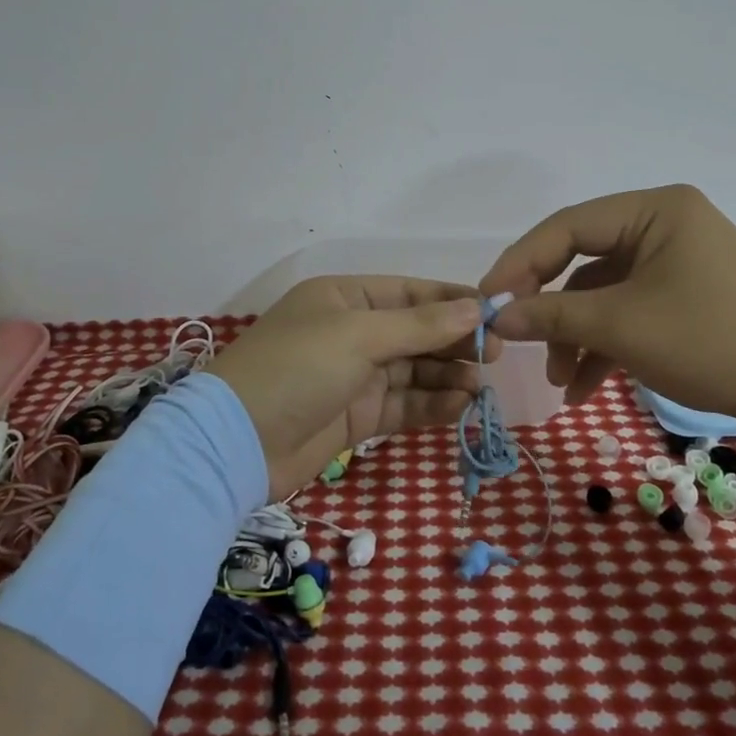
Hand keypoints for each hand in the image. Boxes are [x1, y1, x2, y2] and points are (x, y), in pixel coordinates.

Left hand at [207, 276, 497, 497]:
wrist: (238, 443)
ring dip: (448, 376)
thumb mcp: (359, 336)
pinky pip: (404, 404)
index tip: (495, 312)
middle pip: (416, 332)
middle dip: (455, 342)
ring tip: (481, 385)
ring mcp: (354, 376)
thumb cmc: (297, 369)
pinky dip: (432, 405)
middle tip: (497, 354)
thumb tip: (476, 307)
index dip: (452, 300)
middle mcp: (352, 332)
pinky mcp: (357, 416)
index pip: (409, 292)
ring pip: (414, 370)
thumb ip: (420, 325)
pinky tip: (461, 407)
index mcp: (345, 299)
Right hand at [479, 184, 735, 428]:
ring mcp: (674, 261)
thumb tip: (494, 318)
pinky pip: (628, 310)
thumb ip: (551, 315)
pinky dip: (604, 344)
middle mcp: (663, 225)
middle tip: (514, 337)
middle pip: (582, 260)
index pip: (568, 226)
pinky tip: (583, 387)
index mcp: (654, 210)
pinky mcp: (682, 295)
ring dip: (576, 336)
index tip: (487, 299)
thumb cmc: (710, 340)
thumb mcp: (621, 326)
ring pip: (603, 293)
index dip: (521, 262)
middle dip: (550, 308)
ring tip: (559, 381)